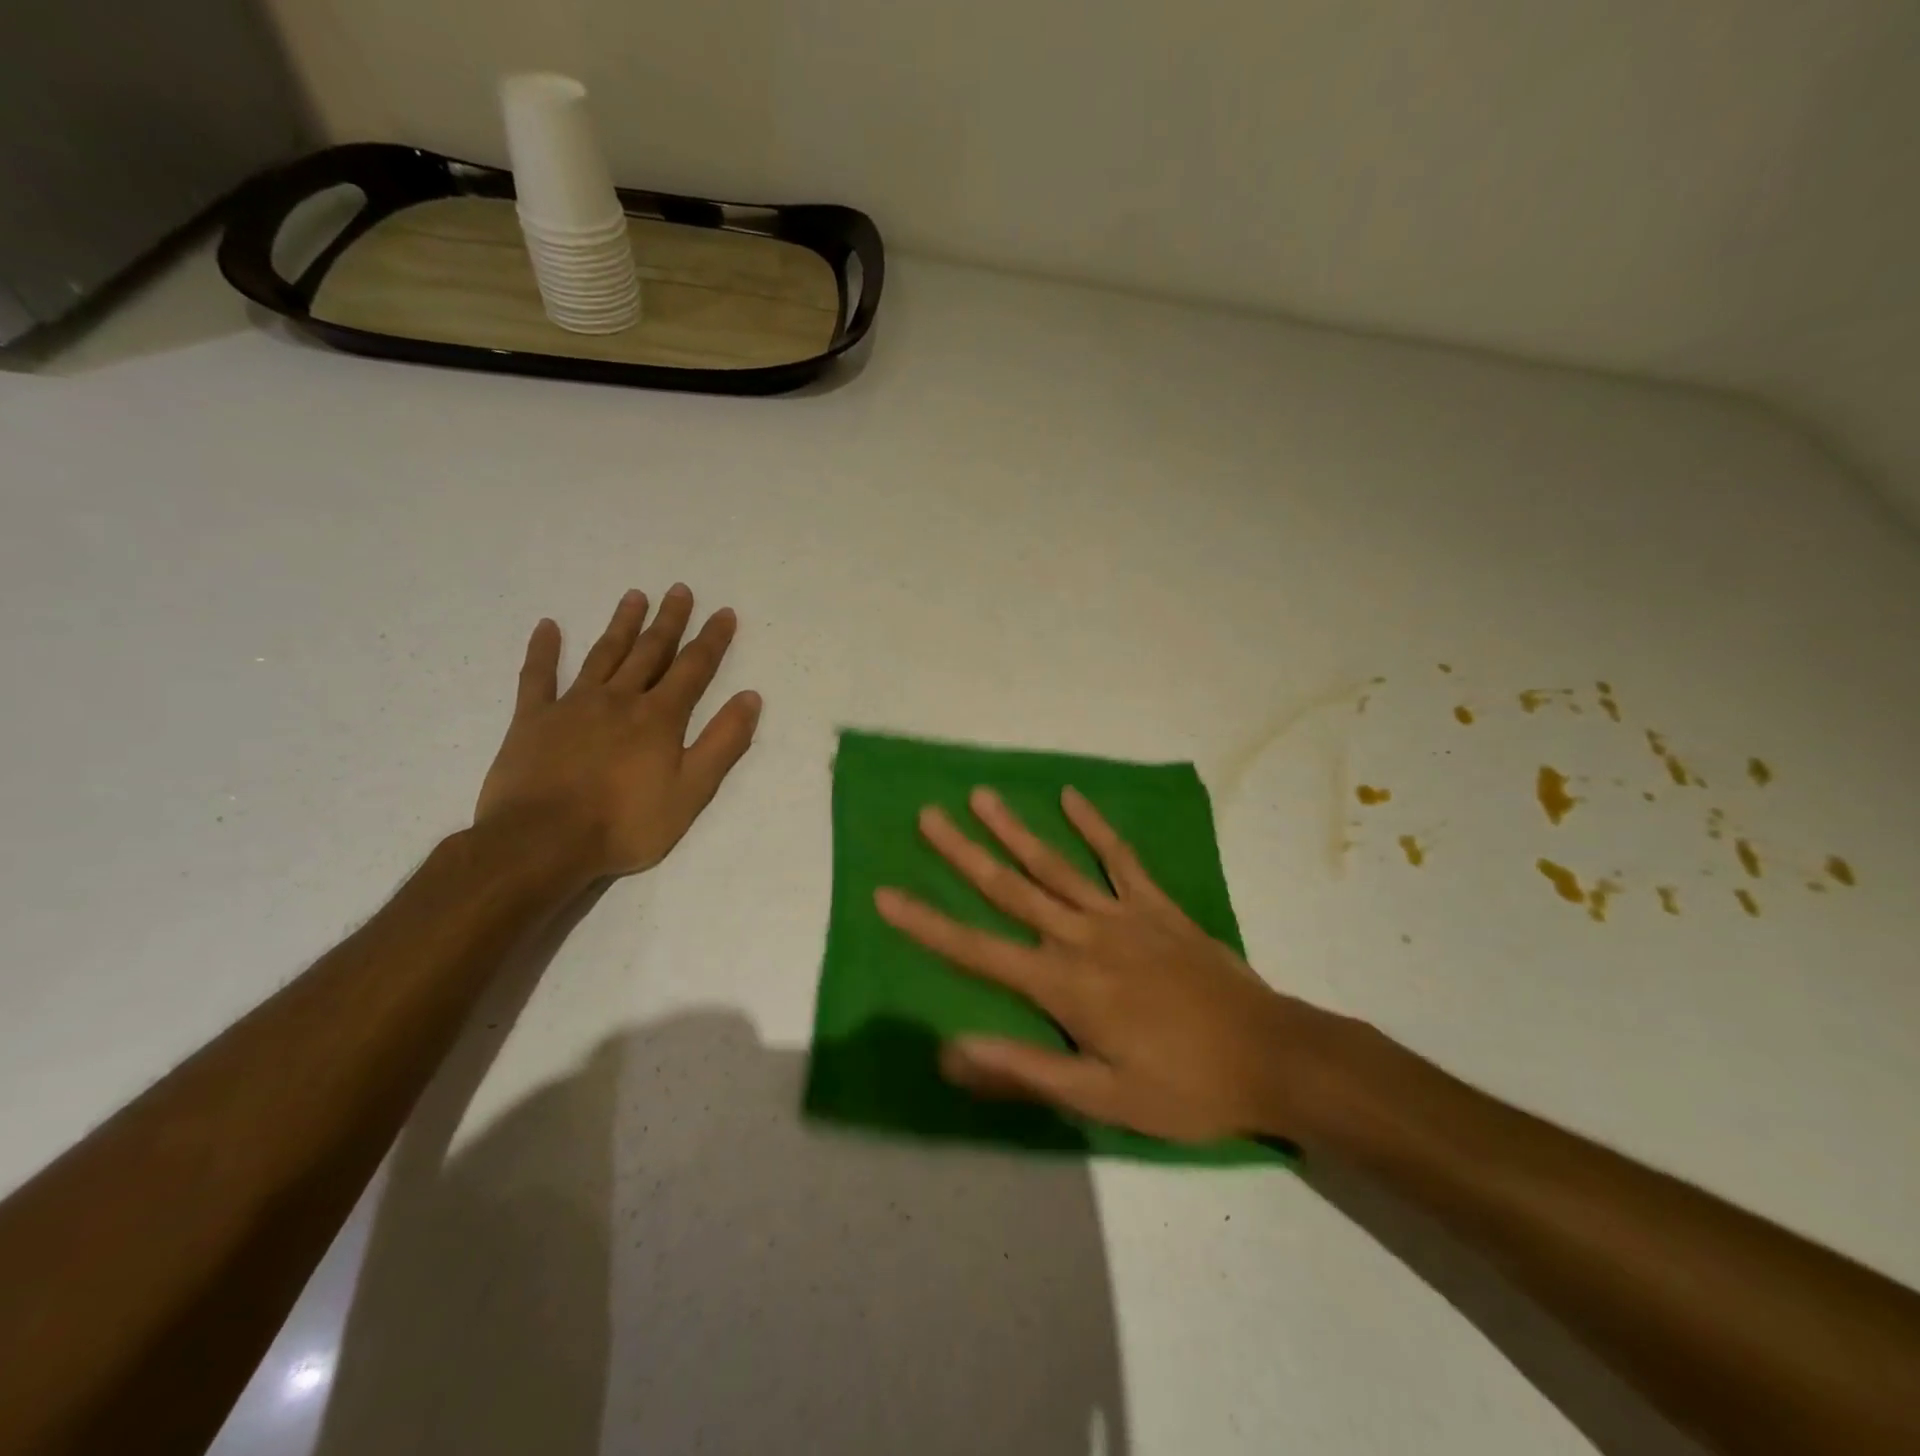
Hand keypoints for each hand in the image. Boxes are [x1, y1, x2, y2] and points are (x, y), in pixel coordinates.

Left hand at [474, 586, 761, 878]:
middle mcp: (620, 699)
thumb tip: (750, 698)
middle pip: (650, 651)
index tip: (724, 612)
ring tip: (635, 596)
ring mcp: (573, 705)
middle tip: (680, 590)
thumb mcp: (692, 791)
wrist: (542, 842)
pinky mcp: (533, 719)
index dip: (712, 640)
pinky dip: (544, 650)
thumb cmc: (626, 823)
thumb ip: (723, 742)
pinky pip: (538, 676)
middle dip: (669, 620)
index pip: (693, 668)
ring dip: (622, 624)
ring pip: (603, 654)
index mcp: (659, 717)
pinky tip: (549, 626)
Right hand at [875, 786, 1342, 1141]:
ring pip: (1056, 865)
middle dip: (963, 853)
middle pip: (1011, 890)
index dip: (927, 924)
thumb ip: (1025, 1071)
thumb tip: (949, 1053)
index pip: (979, 951)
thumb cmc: (1184, 1088)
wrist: (1273, 1057)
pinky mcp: (1157, 907)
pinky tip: (1071, 797)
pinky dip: (1095, 827)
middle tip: (928, 816)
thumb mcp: (1102, 1099)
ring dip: (1015, 830)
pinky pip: (1120, 859)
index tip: (886, 894)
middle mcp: (1083, 938)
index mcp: (1065, 986)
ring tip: (981, 796)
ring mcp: (1122, 915)